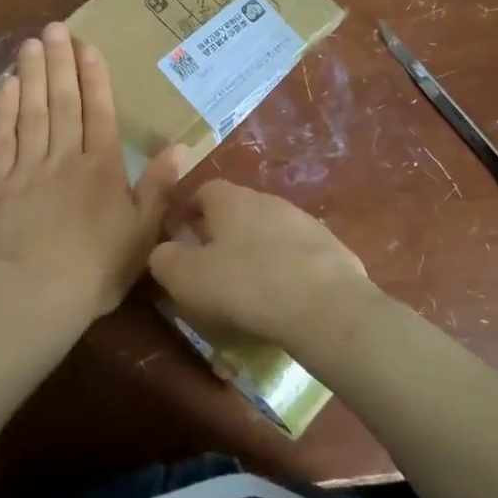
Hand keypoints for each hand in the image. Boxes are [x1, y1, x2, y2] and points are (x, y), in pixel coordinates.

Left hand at [0, 22, 183, 326]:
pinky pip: (2, 139)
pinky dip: (5, 111)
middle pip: (63, 102)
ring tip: (31, 44)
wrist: (36, 294)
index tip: (87, 46)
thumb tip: (180, 147)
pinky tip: (8, 87)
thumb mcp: (142, 232)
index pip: (99, 112)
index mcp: (102, 168)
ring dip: (32, 75)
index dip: (94, 77)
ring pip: (32, 112)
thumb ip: (158, 187)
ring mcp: (28, 168)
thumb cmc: (98, 268)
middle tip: (55, 28)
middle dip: (60, 62)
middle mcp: (65, 157)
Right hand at [148, 179, 380, 348]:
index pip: (203, 191)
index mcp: (231, 199)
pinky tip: (283, 301)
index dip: (187, 213)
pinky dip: (287, 272)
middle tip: (210, 269)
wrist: (325, 306)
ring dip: (256, 254)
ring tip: (248, 290)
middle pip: (237, 211)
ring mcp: (305, 223)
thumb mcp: (186, 277)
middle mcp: (269, 201)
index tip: (179, 239)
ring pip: (270, 233)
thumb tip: (163, 252)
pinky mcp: (333, 250)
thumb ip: (165, 260)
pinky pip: (298, 257)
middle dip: (222, 235)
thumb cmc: (245, 284)